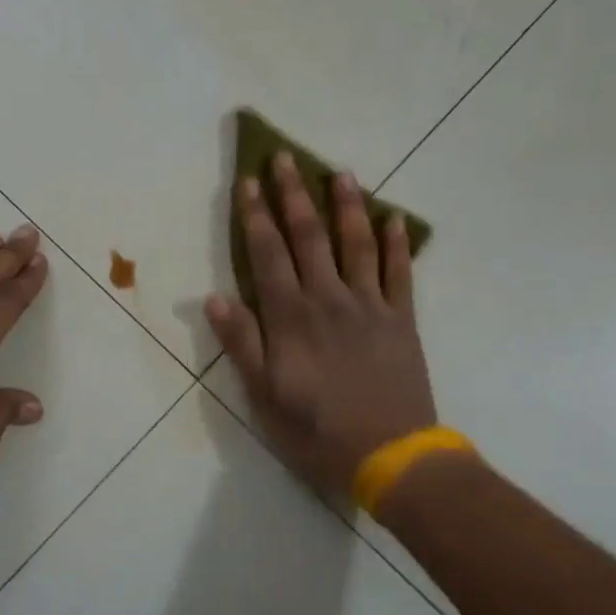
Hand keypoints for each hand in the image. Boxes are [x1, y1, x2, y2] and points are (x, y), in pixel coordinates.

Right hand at [206, 153, 437, 503]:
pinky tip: (395, 218)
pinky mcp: (402, 320)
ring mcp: (370, 306)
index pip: (268, 254)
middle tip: (284, 157)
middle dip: (294, 194)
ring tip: (340, 172)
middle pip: (310, 237)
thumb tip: (213, 298)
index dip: (256, 215)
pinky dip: (398, 243)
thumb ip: (242, 344)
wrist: (391, 457)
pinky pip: (401, 273)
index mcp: (292, 318)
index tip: (248, 181)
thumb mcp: (264, 396)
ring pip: (357, 244)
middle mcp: (329, 300)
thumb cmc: (317, 431)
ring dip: (346, 205)